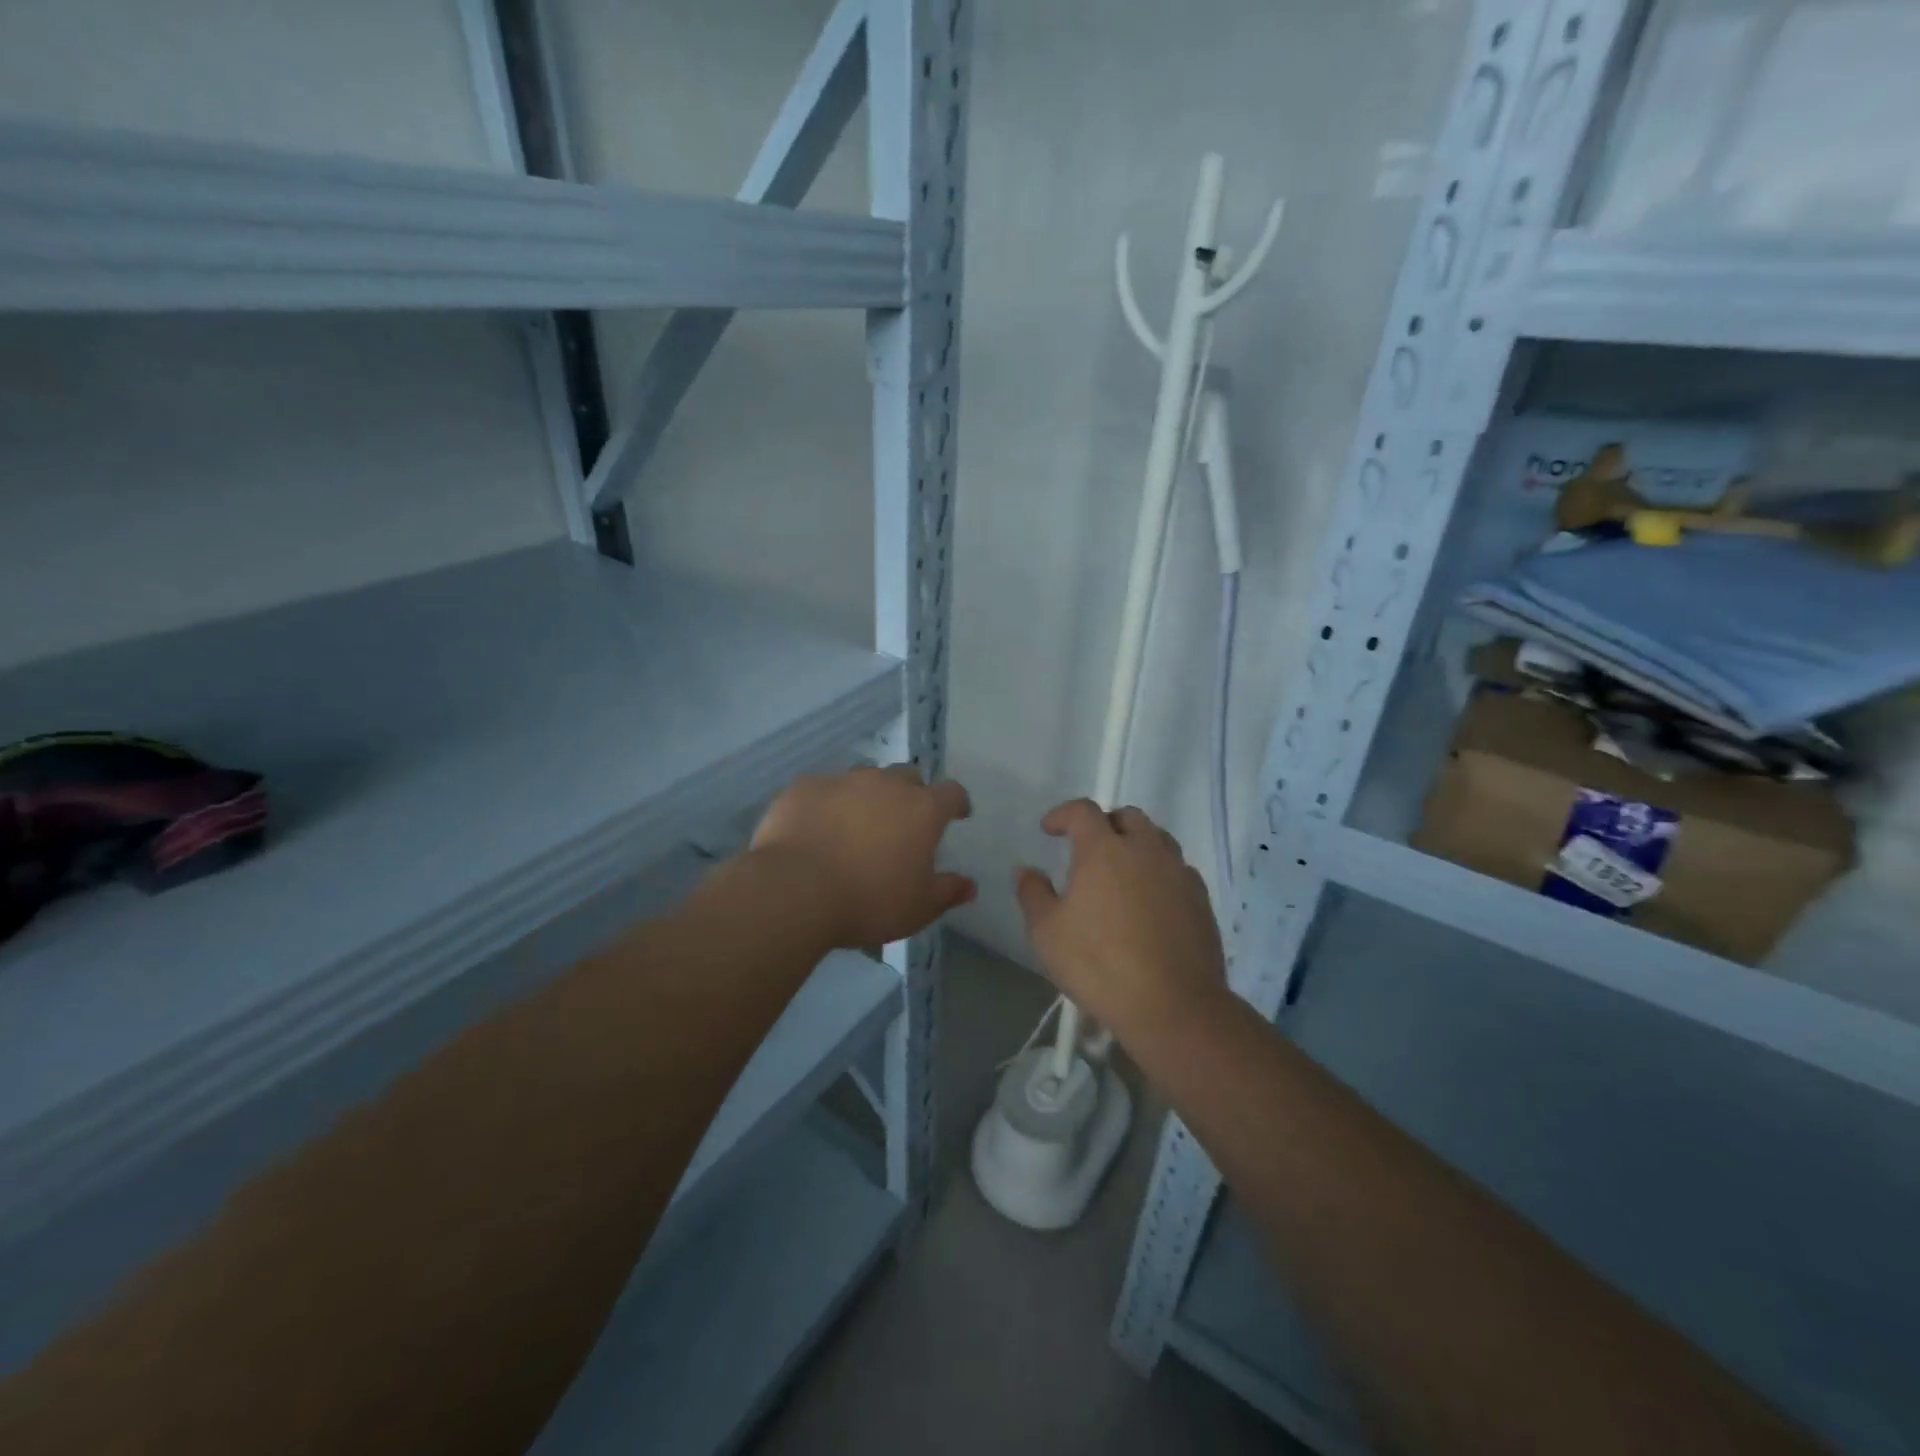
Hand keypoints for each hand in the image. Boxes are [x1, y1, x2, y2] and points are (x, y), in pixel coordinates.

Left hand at [752, 765, 975, 948]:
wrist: (795, 890)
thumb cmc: (868, 902)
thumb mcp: (917, 909)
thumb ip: (947, 892)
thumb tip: (969, 886)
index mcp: (922, 810)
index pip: (952, 793)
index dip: (957, 802)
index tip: (957, 814)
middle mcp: (886, 785)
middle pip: (908, 777)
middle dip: (911, 795)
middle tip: (903, 823)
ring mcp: (843, 780)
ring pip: (864, 779)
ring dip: (868, 797)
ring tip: (857, 825)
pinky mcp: (805, 786)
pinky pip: (823, 789)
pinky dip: (827, 804)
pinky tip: (817, 827)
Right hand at [1014, 800, 1227, 1046]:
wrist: (1173, 1006)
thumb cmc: (1099, 965)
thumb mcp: (1047, 933)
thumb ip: (1033, 894)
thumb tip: (1027, 871)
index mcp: (1104, 850)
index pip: (1083, 811)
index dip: (1063, 814)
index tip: (1049, 830)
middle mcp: (1145, 850)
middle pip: (1127, 817)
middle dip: (1104, 824)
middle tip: (1088, 848)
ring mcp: (1178, 872)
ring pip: (1158, 839)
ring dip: (1136, 845)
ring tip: (1121, 873)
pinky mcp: (1201, 899)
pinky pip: (1178, 870)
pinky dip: (1159, 873)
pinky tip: (1150, 901)